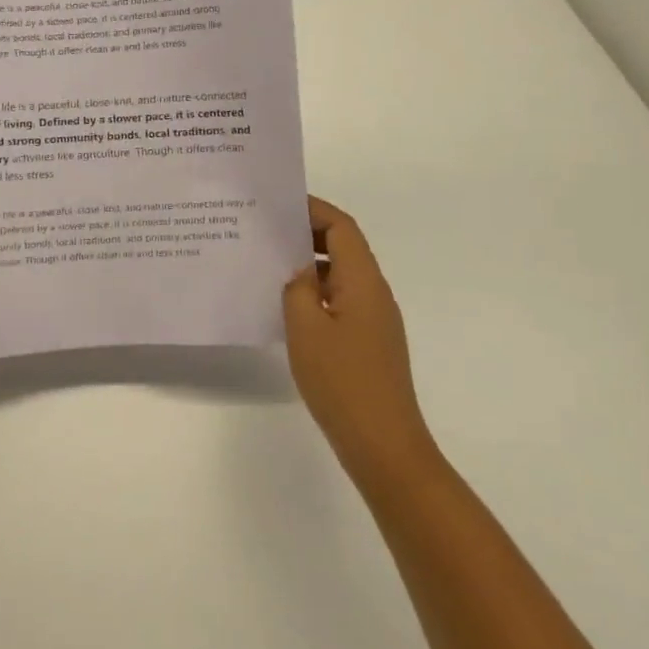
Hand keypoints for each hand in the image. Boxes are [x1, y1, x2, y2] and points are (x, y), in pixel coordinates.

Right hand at [283, 196, 432, 471]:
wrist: (383, 445)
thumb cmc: (342, 380)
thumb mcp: (305, 327)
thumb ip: (297, 287)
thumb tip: (297, 268)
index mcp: (363, 281)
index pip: (342, 228)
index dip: (313, 209)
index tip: (278, 204)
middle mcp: (374, 293)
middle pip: (344, 247)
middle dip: (307, 234)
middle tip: (265, 232)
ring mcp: (374, 319)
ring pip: (340, 275)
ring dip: (308, 264)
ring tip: (267, 265)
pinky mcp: (368, 342)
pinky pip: (340, 300)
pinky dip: (314, 292)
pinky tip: (285, 306)